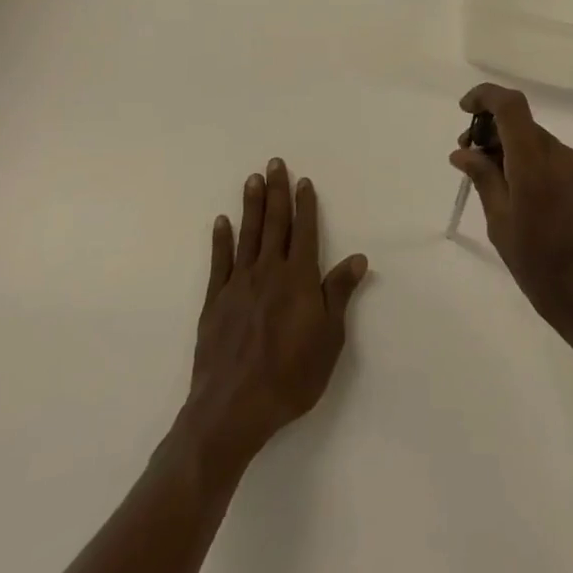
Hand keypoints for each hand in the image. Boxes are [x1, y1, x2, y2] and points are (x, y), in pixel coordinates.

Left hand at [182, 160, 368, 469]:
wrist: (233, 409)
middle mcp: (269, 272)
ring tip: (252, 179)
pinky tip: (221, 221)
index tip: (303, 181)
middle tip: (274, 163)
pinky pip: (220, 262)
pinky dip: (221, 239)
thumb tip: (357, 258)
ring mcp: (239, 284)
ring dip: (251, 205)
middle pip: (274, 224)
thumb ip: (338, 294)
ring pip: (247, 235)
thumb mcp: (329, 339)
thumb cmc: (291, 376)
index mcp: (299, 279)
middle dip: (277, 192)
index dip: (305, 205)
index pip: (304, 231)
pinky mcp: (215, 301)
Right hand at [451, 83, 572, 360]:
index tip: (462, 111)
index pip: (511, 106)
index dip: (484, 96)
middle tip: (466, 160)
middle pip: (522, 124)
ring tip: (487, 184)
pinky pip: (550, 160)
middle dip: (491, 131)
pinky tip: (515, 196)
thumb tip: (463, 151)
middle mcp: (561, 156)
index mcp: (536, 163)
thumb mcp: (503, 227)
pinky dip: (527, 164)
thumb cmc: (545, 271)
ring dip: (508, 150)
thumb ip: (484, 180)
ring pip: (535, 142)